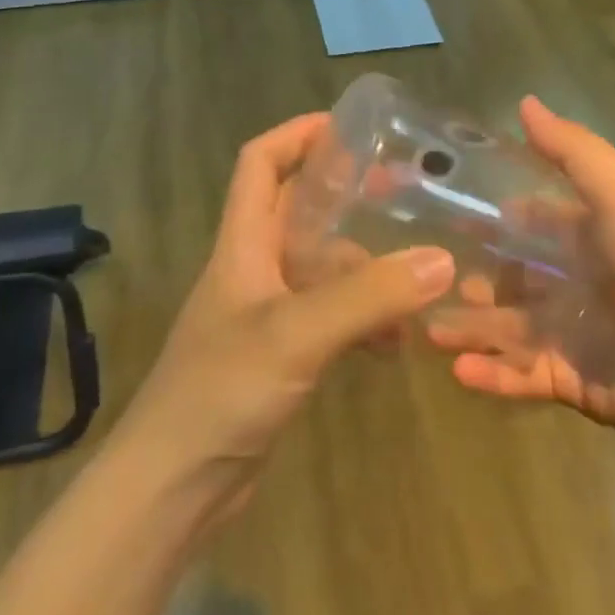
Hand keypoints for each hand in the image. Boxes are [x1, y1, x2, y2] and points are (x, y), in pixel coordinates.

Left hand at [121, 112, 454, 513]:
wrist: (173, 488)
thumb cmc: (222, 391)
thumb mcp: (297, 333)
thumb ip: (368, 296)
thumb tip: (441, 259)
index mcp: (243, 243)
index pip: (260, 163)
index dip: (297, 134)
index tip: (349, 126)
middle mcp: (254, 268)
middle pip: (300, 210)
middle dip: (348, 194)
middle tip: (404, 189)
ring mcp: (267, 313)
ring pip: (322, 267)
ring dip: (366, 266)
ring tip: (420, 269)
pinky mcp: (281, 355)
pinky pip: (331, 317)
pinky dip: (364, 319)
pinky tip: (397, 341)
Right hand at [427, 97, 614, 456]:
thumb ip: (572, 152)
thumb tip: (524, 101)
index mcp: (589, 237)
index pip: (530, 223)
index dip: (491, 219)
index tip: (440, 214)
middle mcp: (578, 284)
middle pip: (511, 279)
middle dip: (470, 278)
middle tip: (420, 279)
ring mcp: (575, 337)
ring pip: (507, 330)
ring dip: (468, 329)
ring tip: (425, 330)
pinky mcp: (577, 385)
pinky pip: (524, 378)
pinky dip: (491, 377)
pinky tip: (457, 371)